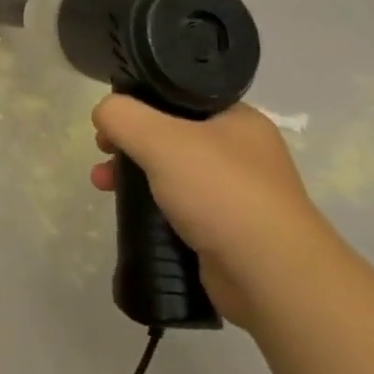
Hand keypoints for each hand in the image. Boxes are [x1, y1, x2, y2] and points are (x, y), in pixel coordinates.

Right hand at [89, 97, 341, 327]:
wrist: (271, 275)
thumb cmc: (220, 192)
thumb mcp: (160, 139)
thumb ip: (123, 116)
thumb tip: (104, 112)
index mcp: (237, 119)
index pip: (179, 97)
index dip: (139, 103)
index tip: (111, 120)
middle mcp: (241, 152)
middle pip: (170, 135)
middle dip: (129, 142)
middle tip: (102, 151)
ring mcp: (236, 194)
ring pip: (171, 172)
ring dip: (133, 175)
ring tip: (102, 185)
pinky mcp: (226, 231)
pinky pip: (178, 208)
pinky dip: (151, 207)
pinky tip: (131, 214)